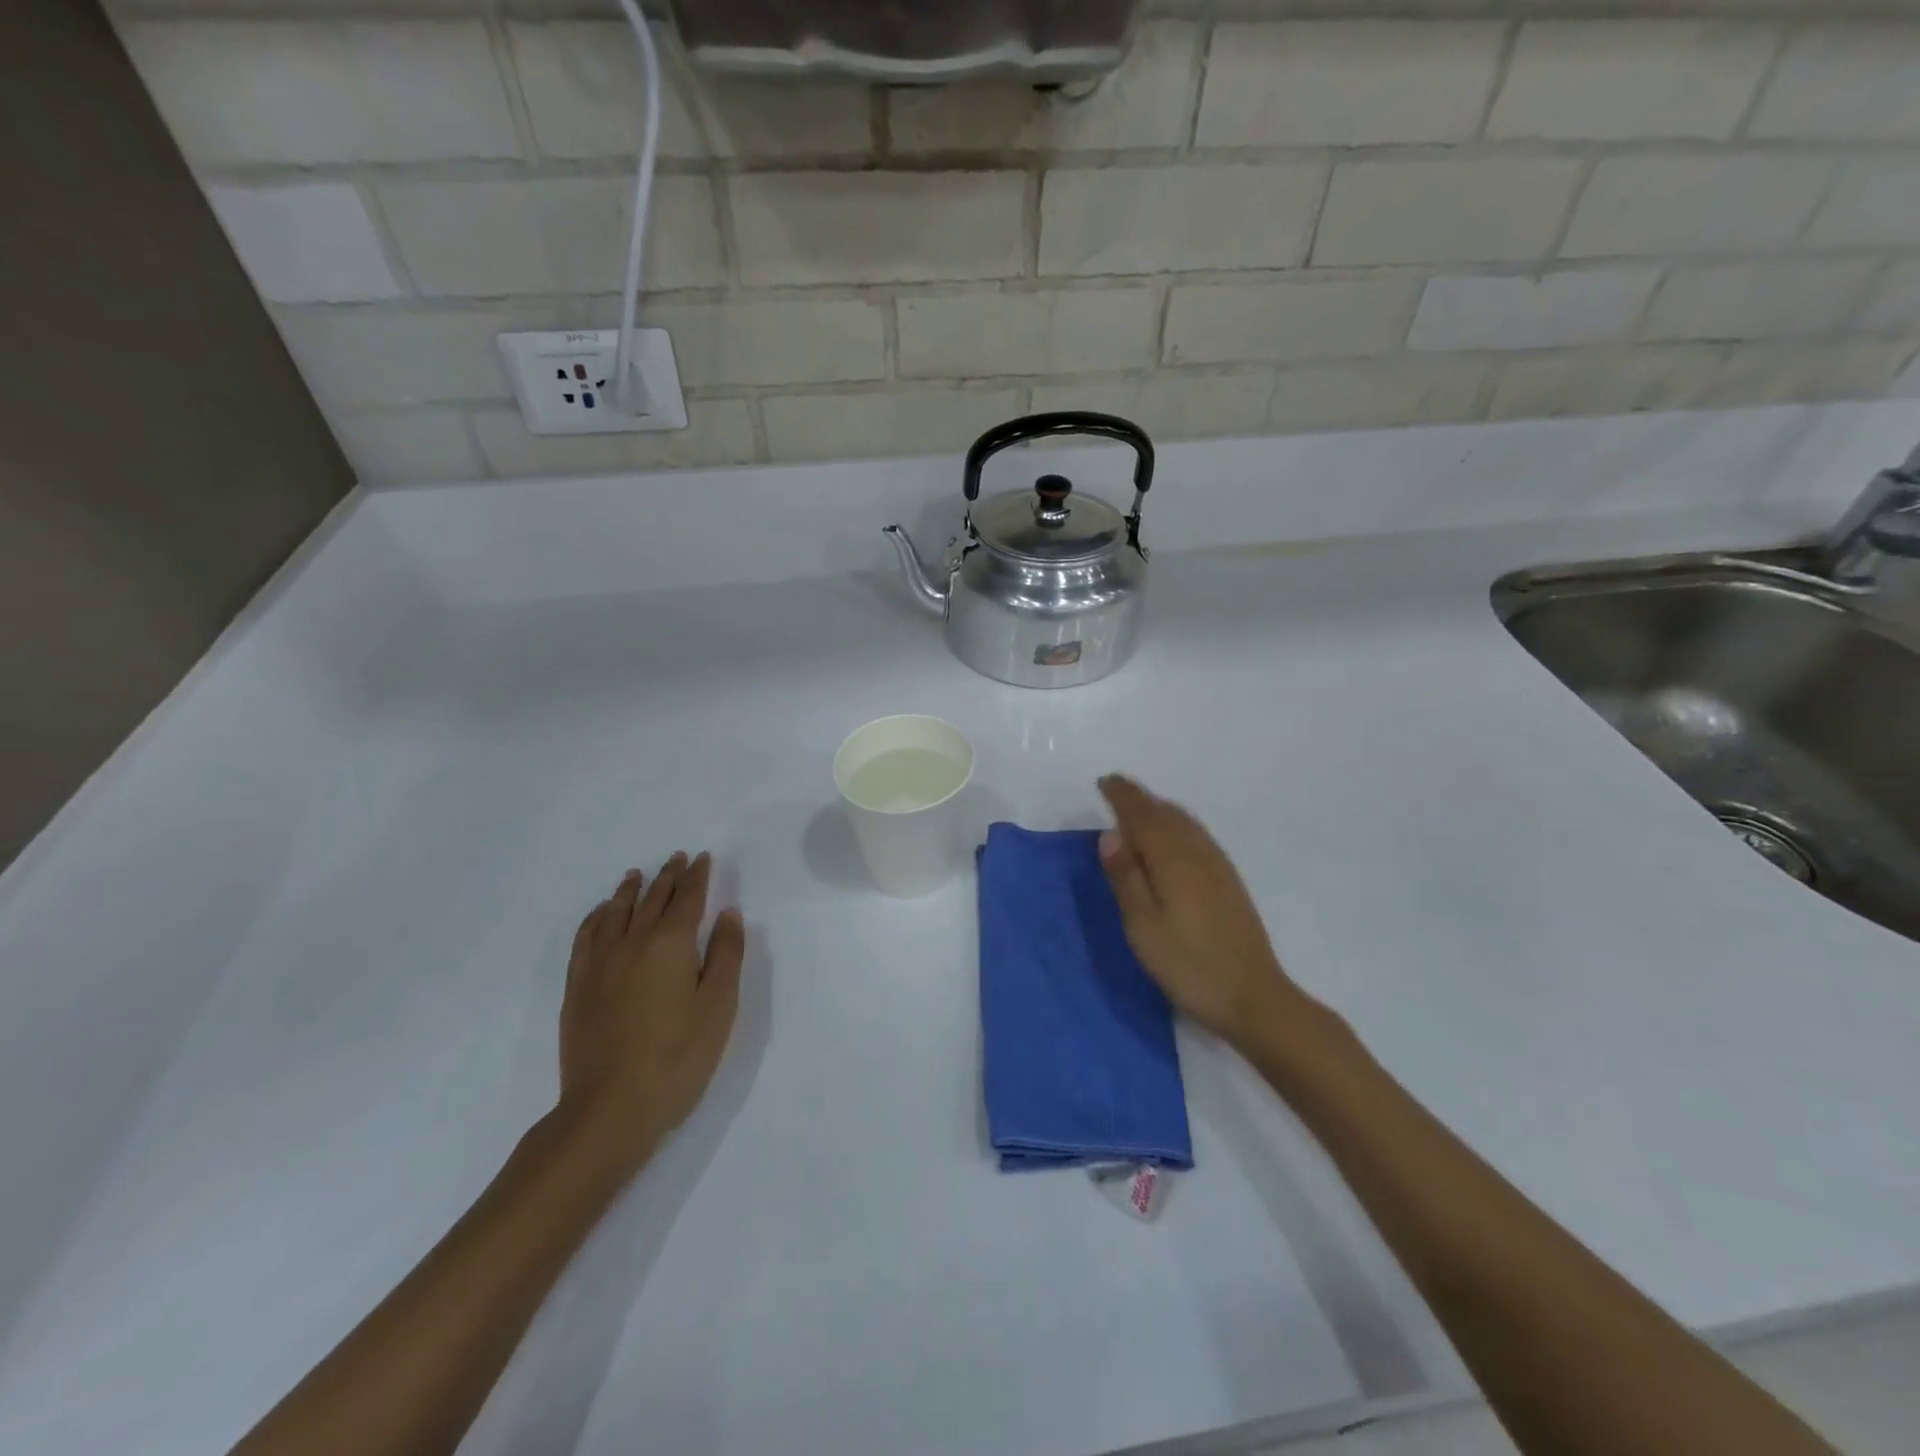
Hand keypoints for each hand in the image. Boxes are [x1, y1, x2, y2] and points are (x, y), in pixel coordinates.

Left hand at [557, 852, 745, 1169]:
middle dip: (668, 876)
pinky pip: (587, 936)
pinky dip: (598, 916)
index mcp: (671, 944)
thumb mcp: (718, 1006)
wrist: (610, 1109)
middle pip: (652, 899)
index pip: (688, 899)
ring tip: (638, 874)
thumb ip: (725, 955)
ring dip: (631, 889)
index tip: (703, 858)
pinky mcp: (579, 986)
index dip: (698, 877)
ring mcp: (600, 964)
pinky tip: (603, 913)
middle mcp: (632, 943)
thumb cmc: (678, 1057)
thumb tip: (727, 913)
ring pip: (616, 912)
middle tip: (678, 858)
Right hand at [1096, 775, 1314, 1050]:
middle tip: (1116, 791)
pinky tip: (1172, 839)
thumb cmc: (1188, 965)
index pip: (1143, 815)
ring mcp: (1218, 866)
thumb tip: (1111, 834)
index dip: (1122, 797)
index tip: (1104, 782)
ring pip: (1185, 822)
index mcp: (1173, 860)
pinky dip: (1177, 824)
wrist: (1253, 997)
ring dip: (1159, 809)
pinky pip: (1197, 835)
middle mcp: (1198, 852)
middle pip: (1166, 812)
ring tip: (1138, 809)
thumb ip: (1126, 877)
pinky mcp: (1229, 881)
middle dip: (1140, 798)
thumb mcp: (1143, 926)